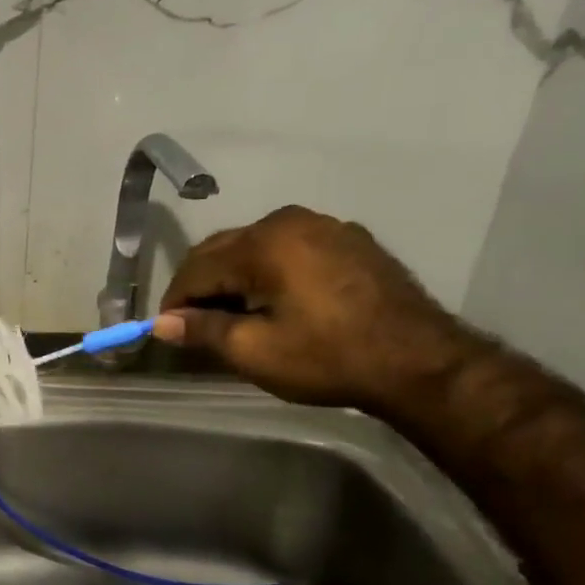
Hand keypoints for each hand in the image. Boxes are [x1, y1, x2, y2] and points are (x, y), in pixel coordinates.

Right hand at [154, 206, 477, 410]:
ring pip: (256, 248)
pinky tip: (274, 302)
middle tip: (195, 325)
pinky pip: (290, 250)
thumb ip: (202, 330)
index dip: (175, 301)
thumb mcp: (255, 351)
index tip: (167, 331)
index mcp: (263, 243)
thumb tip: (162, 324)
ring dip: (234, 277)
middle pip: (223, 250)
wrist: (421, 362)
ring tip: (233, 315)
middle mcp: (289, 221)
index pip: (196, 268)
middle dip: (202, 286)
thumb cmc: (328, 357)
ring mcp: (324, 226)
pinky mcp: (350, 240)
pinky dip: (269, 272)